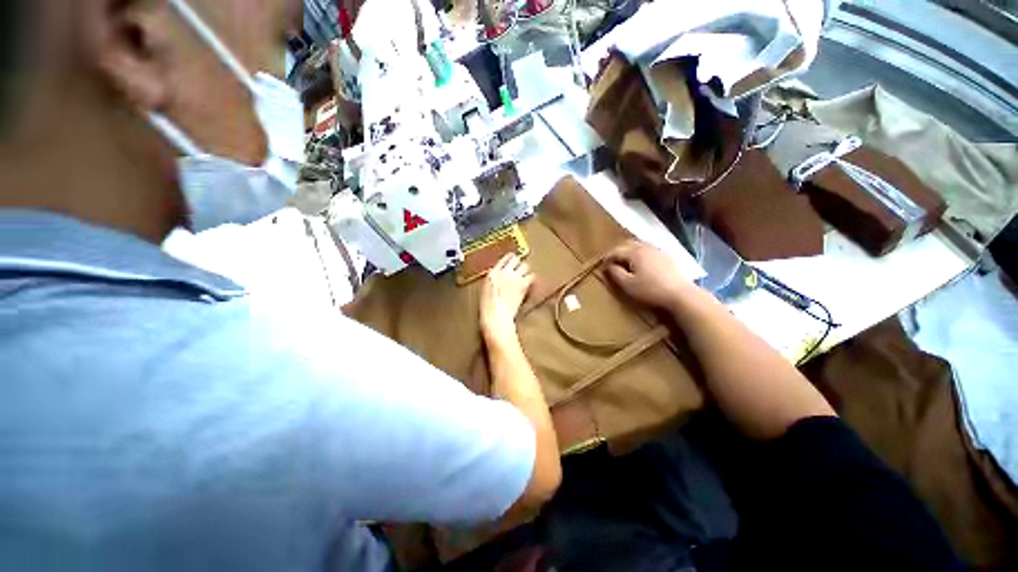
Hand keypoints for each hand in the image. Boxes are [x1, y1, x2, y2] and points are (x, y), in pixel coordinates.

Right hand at [480, 254, 534, 342]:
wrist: (496, 316)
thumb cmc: (490, 308)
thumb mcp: (486, 291)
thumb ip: (493, 280)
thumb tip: (498, 277)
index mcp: (492, 274)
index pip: (503, 260)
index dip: (509, 258)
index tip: (513, 257)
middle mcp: (503, 272)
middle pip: (515, 259)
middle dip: (518, 263)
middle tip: (521, 267)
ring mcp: (514, 277)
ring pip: (525, 266)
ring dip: (525, 270)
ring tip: (525, 276)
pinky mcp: (523, 284)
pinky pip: (531, 276)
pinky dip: (532, 279)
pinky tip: (530, 283)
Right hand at [606, 240, 694, 311]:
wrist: (680, 294)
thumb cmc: (650, 290)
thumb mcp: (628, 284)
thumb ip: (615, 273)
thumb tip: (608, 265)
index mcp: (634, 252)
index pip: (615, 251)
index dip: (606, 258)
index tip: (601, 266)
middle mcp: (645, 246)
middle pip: (627, 244)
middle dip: (617, 252)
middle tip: (610, 262)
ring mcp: (657, 250)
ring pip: (638, 246)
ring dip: (628, 252)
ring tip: (624, 263)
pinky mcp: (666, 256)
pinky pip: (647, 250)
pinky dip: (639, 254)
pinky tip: (640, 265)